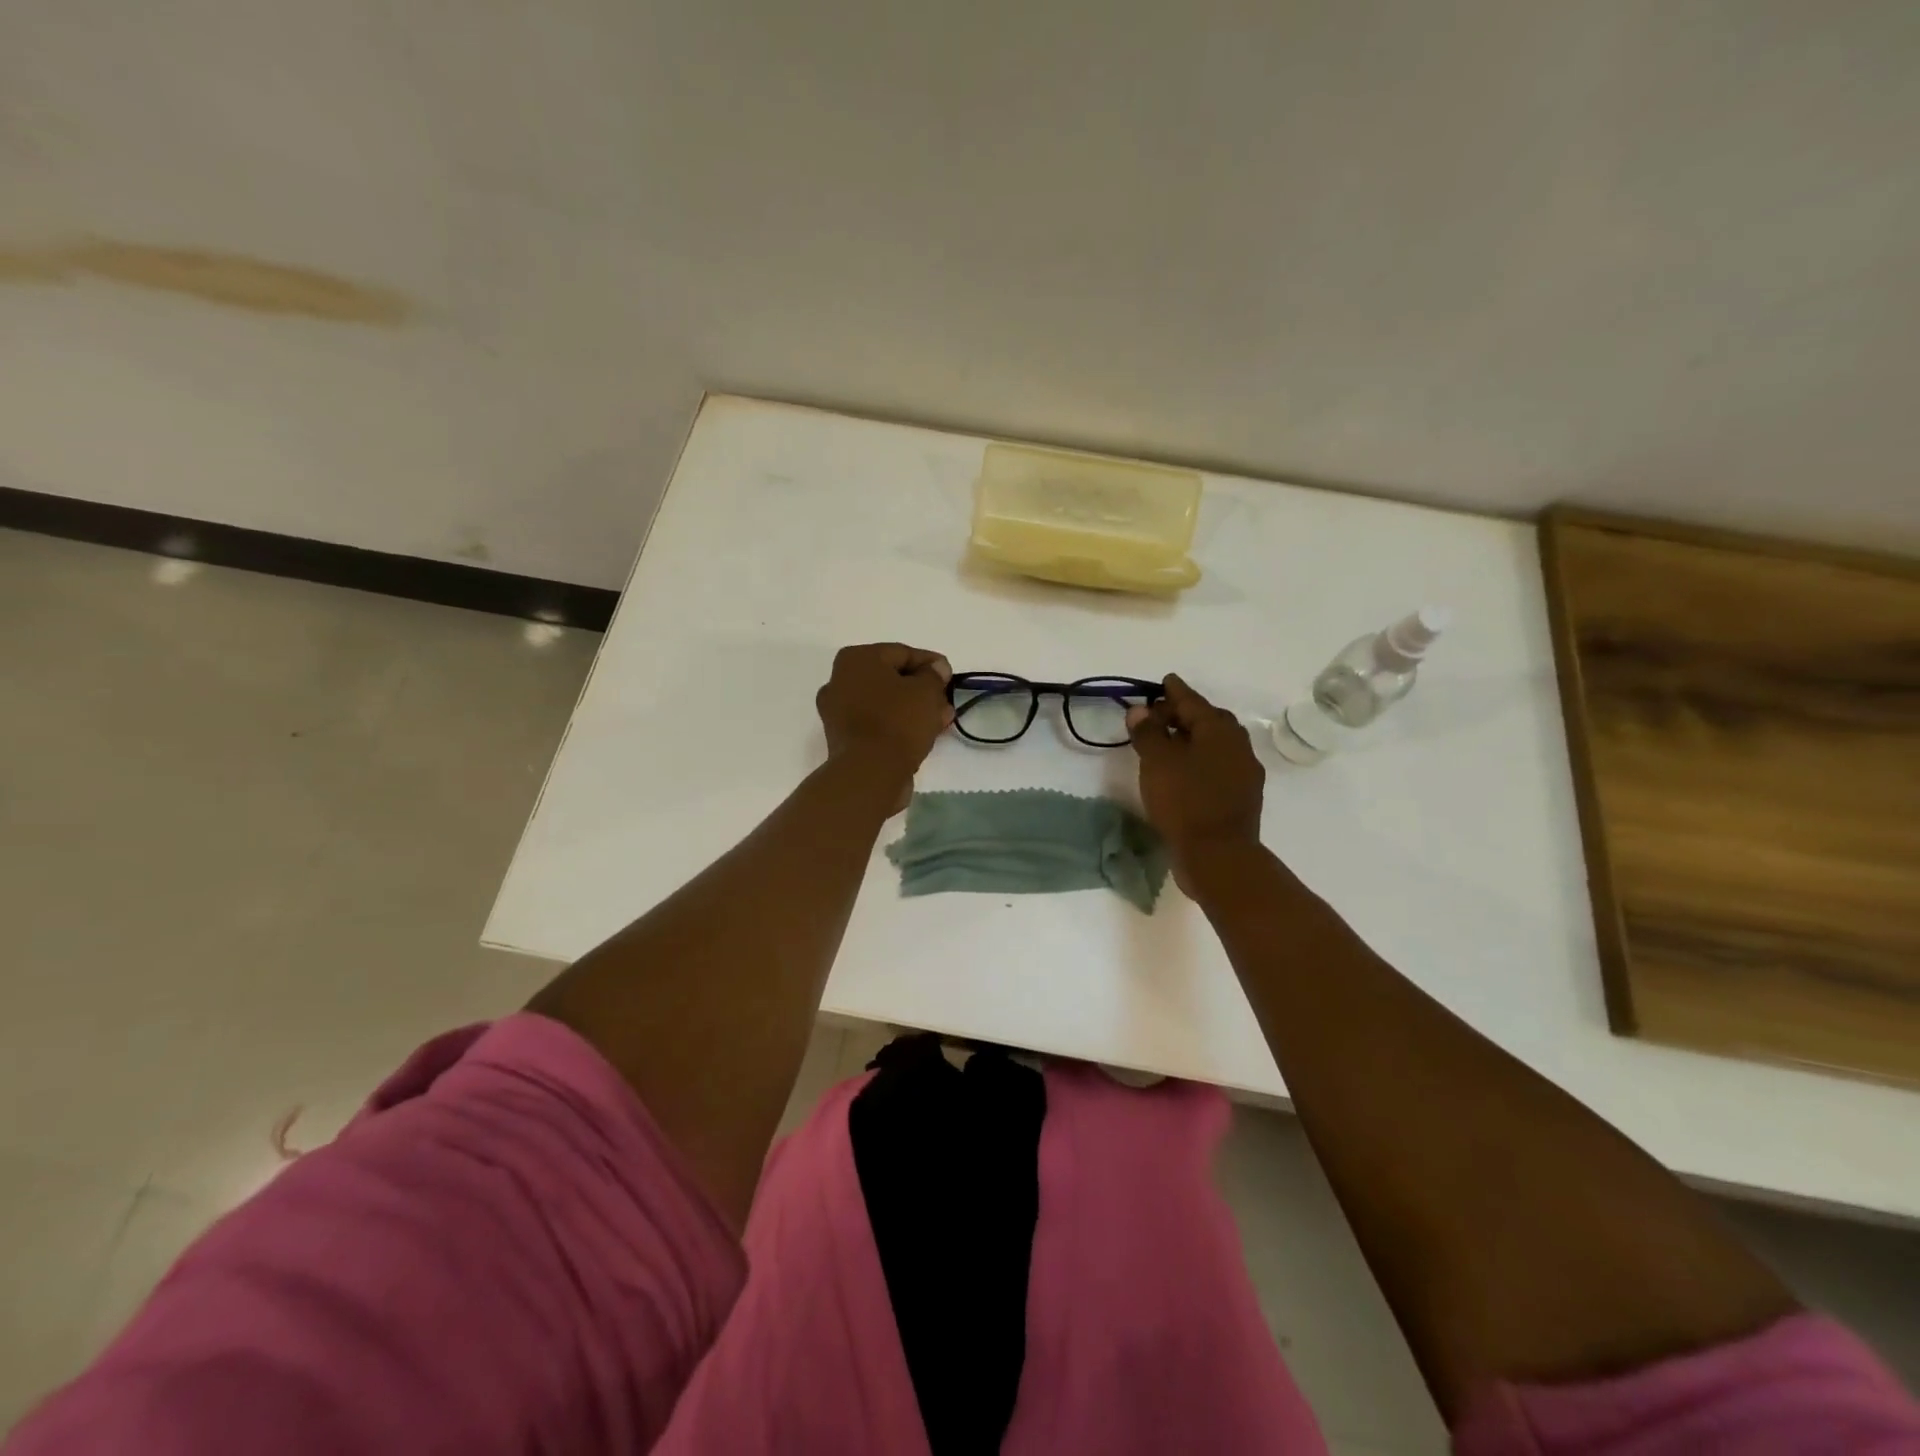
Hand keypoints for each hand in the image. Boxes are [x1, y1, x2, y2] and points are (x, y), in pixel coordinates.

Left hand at [816, 643, 952, 807]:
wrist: (869, 772)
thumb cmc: (897, 721)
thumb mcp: (926, 691)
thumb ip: (934, 675)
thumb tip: (936, 668)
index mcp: (856, 659)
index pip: (902, 653)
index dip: (931, 663)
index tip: (951, 676)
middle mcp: (840, 680)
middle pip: (892, 679)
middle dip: (922, 689)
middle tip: (946, 700)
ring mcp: (838, 711)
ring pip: (886, 703)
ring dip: (914, 709)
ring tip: (941, 719)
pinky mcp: (844, 738)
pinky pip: (878, 723)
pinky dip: (899, 725)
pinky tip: (923, 733)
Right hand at [1126, 675, 1264, 878]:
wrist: (1218, 856)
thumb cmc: (1185, 801)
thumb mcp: (1158, 762)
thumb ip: (1148, 732)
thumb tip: (1140, 711)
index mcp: (1219, 731)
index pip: (1193, 702)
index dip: (1176, 691)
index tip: (1165, 681)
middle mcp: (1237, 746)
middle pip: (1209, 721)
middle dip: (1185, 714)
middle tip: (1159, 716)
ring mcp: (1243, 773)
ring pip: (1215, 745)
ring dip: (1192, 739)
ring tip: (1167, 743)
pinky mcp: (1241, 797)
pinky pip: (1217, 766)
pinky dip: (1199, 760)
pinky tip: (1183, 772)